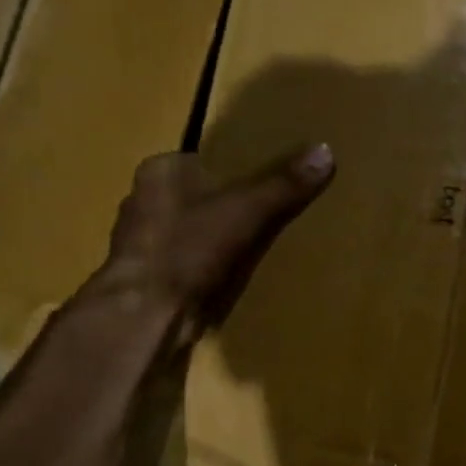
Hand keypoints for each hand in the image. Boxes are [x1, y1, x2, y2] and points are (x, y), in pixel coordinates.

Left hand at [91, 144, 334, 347]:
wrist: (147, 313)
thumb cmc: (190, 249)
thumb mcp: (248, 210)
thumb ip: (284, 183)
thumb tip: (325, 151)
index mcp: (159, 172)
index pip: (201, 160)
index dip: (233, 171)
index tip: (262, 184)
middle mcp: (141, 200)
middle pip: (196, 196)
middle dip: (224, 206)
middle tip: (263, 216)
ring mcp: (139, 241)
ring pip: (188, 231)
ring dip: (213, 239)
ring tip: (251, 249)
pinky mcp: (144, 277)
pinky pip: (184, 263)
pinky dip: (204, 268)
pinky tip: (227, 279)